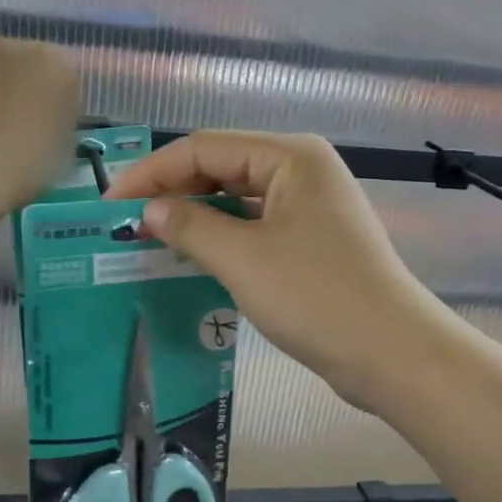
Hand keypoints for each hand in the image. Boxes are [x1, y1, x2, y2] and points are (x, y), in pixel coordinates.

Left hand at [0, 39, 80, 223]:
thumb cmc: (21, 168)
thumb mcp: (64, 154)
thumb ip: (62, 125)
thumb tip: (51, 120)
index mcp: (56, 65)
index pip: (68, 77)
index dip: (63, 105)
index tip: (56, 130)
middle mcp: (12, 49)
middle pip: (26, 65)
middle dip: (26, 90)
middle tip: (23, 129)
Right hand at [106, 132, 444, 410]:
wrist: (390, 353)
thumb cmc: (315, 296)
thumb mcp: (243, 259)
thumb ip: (190, 226)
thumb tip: (149, 209)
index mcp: (290, 157)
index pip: (205, 148)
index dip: (153, 172)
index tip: (110, 203)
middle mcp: (302, 171)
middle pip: (222, 168)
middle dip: (174, 192)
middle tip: (127, 223)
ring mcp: (310, 207)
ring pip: (238, 200)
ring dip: (196, 217)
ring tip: (150, 240)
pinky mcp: (312, 241)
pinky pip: (255, 227)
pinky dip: (222, 239)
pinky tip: (192, 258)